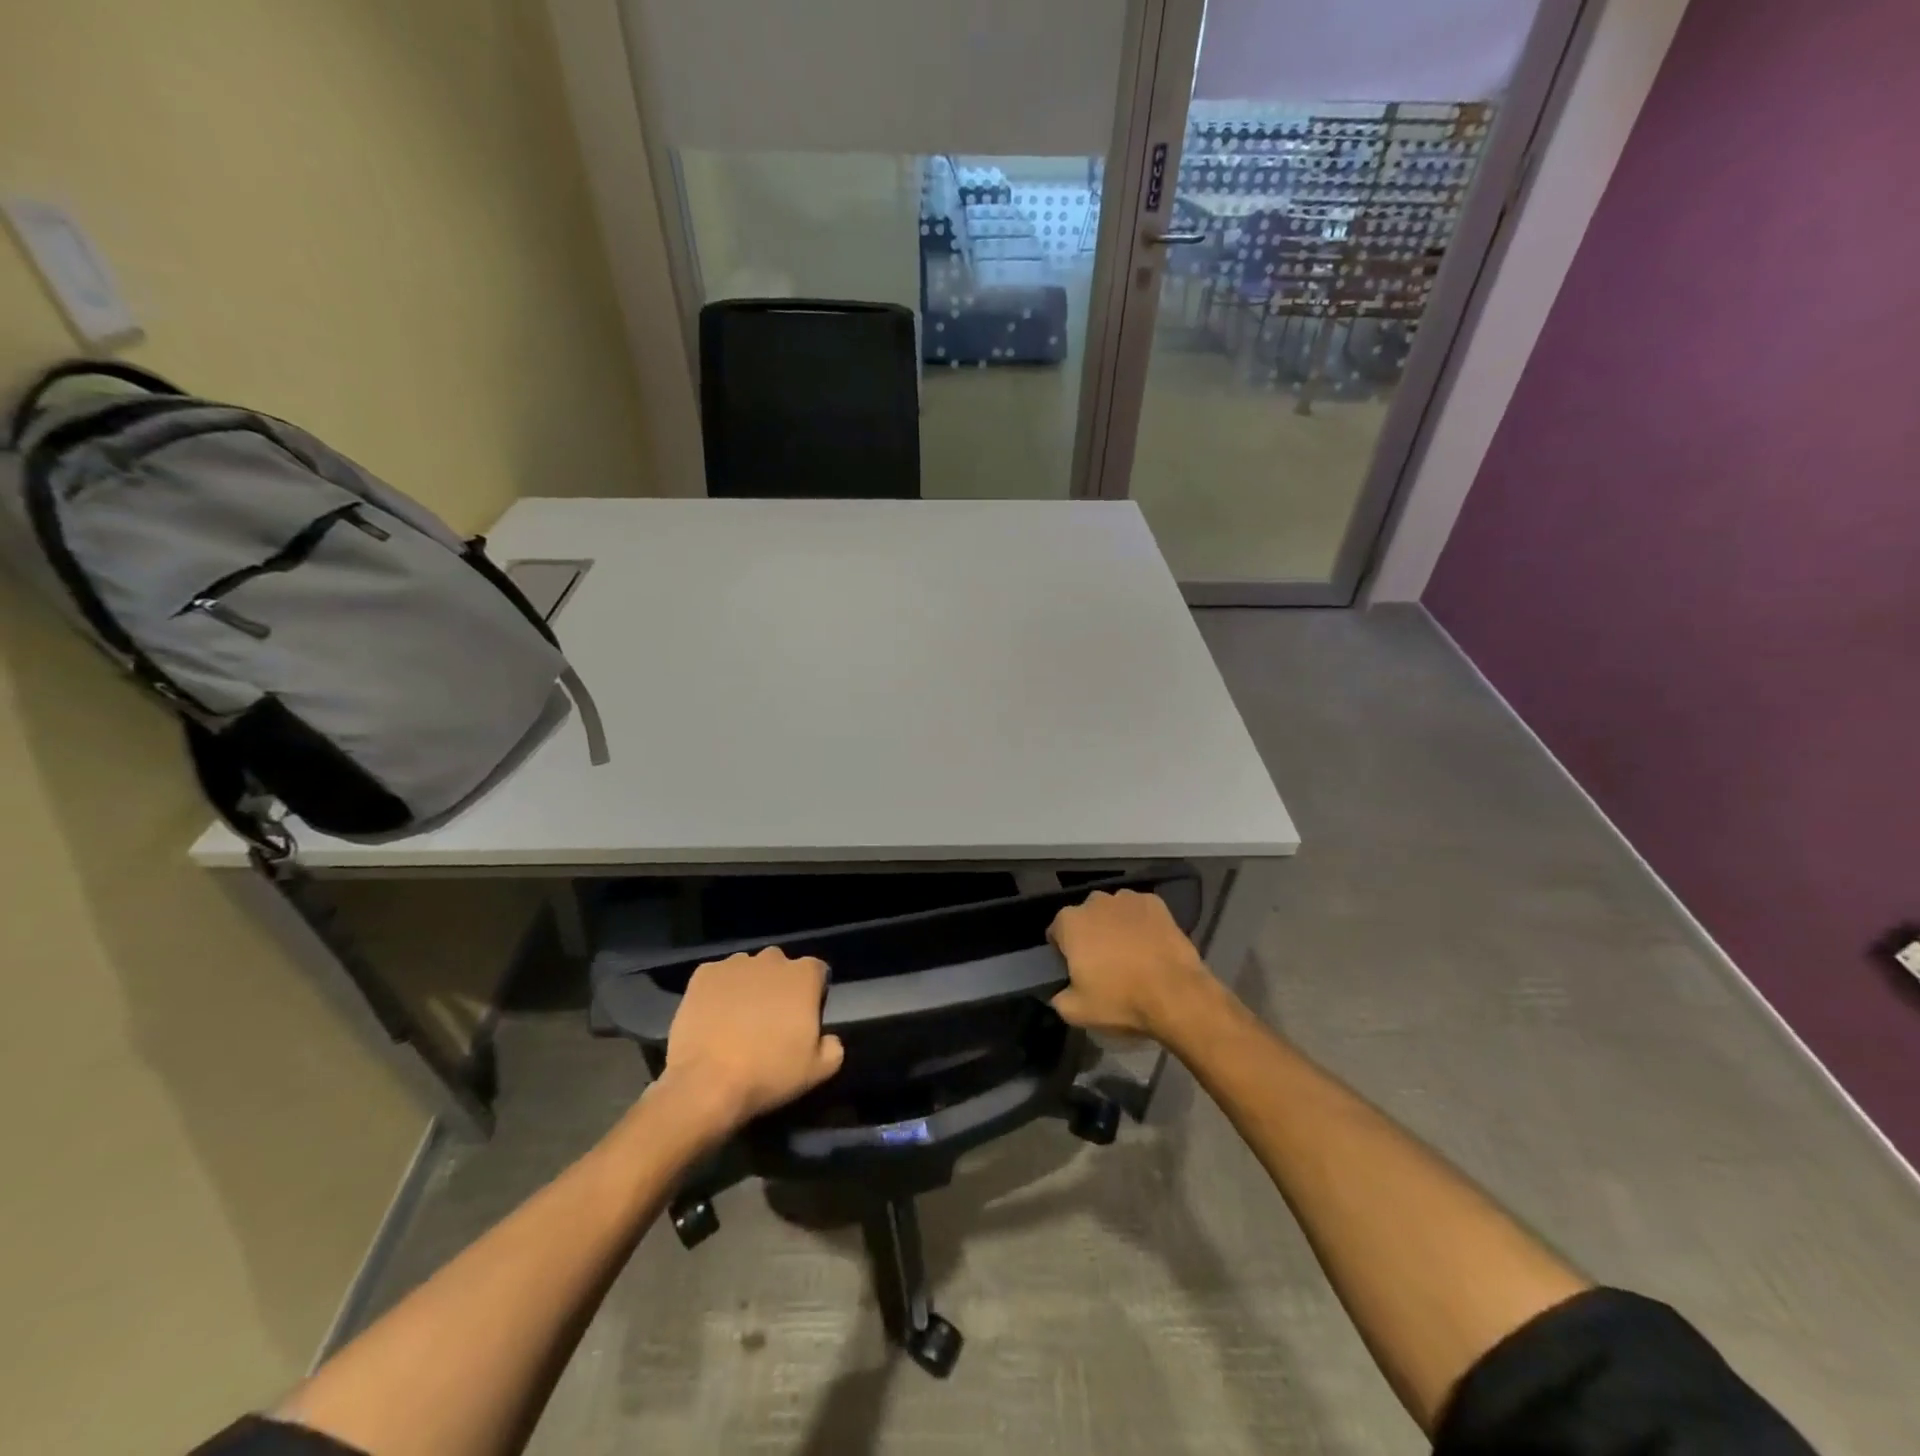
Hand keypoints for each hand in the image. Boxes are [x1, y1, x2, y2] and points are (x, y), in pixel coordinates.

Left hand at [663, 948, 844, 1128]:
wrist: (706, 1083)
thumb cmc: (768, 1073)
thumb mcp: (817, 1071)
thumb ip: (833, 1048)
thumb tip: (829, 1040)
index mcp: (804, 975)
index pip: (817, 972)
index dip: (813, 994)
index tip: (804, 1019)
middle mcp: (772, 959)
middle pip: (781, 967)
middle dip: (779, 988)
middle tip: (770, 1022)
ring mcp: (734, 964)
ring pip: (748, 971)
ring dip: (748, 988)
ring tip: (737, 1022)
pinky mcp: (703, 974)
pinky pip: (717, 978)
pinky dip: (717, 993)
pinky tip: (713, 1019)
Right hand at [1047, 888, 1213, 1040]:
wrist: (1176, 994)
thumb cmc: (1120, 1000)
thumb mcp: (1076, 1012)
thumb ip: (1058, 998)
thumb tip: (1059, 992)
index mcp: (1070, 922)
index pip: (1056, 932)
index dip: (1064, 952)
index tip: (1076, 970)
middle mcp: (1095, 901)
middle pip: (1085, 918)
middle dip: (1090, 935)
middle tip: (1103, 964)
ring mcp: (1127, 898)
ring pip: (1113, 911)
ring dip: (1115, 926)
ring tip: (1130, 954)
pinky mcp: (1155, 902)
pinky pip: (1139, 911)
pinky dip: (1141, 923)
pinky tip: (1150, 944)